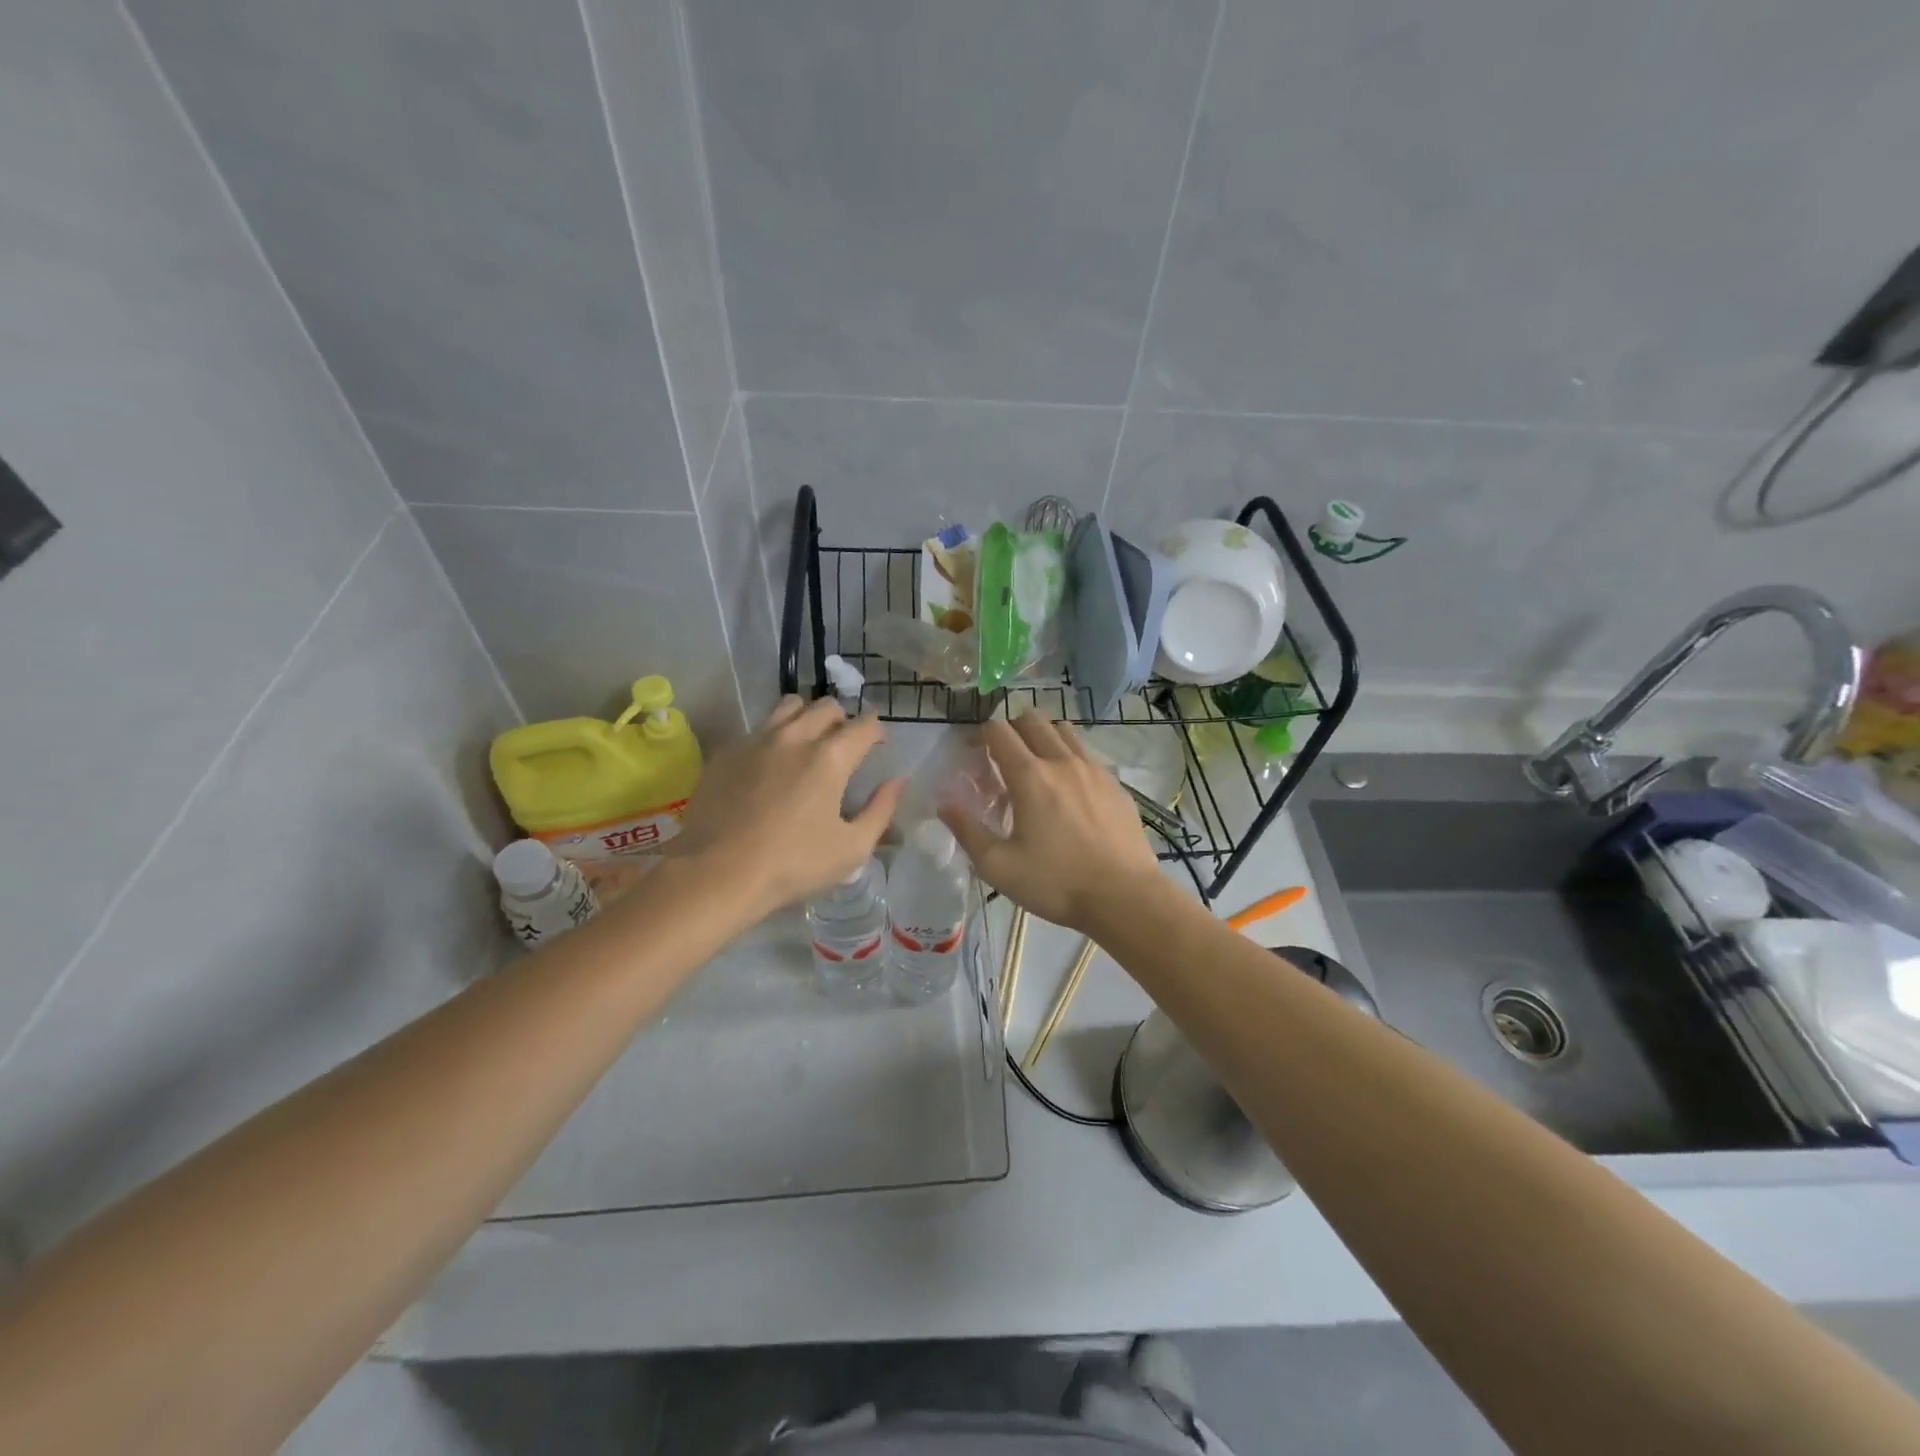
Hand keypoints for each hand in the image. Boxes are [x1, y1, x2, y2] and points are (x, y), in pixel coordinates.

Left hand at [670, 696, 901, 914]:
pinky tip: (769, 765)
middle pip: (826, 706)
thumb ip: (881, 810)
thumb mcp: (852, 848)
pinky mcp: (726, 752)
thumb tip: (897, 782)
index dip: (877, 731)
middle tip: (843, 744)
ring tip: (807, 741)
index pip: (864, 725)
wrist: (716, 874)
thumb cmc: (793, 865)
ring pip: (789, 706)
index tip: (878, 744)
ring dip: (806, 716)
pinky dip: (772, 737)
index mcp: (831, 758)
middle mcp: (795, 737)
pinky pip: (757, 729)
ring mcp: (756, 740)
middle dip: (842, 719)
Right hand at [940, 712, 1160, 931]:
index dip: (980, 735)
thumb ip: (967, 830)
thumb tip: (944, 802)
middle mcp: (1062, 761)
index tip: (973, 753)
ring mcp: (1094, 769)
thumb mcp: (999, 866)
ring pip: (1064, 730)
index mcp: (1030, 776)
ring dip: (1043, 737)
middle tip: (1002, 757)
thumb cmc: (1056, 883)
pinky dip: (1070, 756)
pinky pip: (1087, 753)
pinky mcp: (1115, 783)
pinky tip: (1069, 788)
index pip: (999, 731)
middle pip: (1032, 719)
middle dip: (1011, 729)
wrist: (1125, 897)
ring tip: (1036, 766)